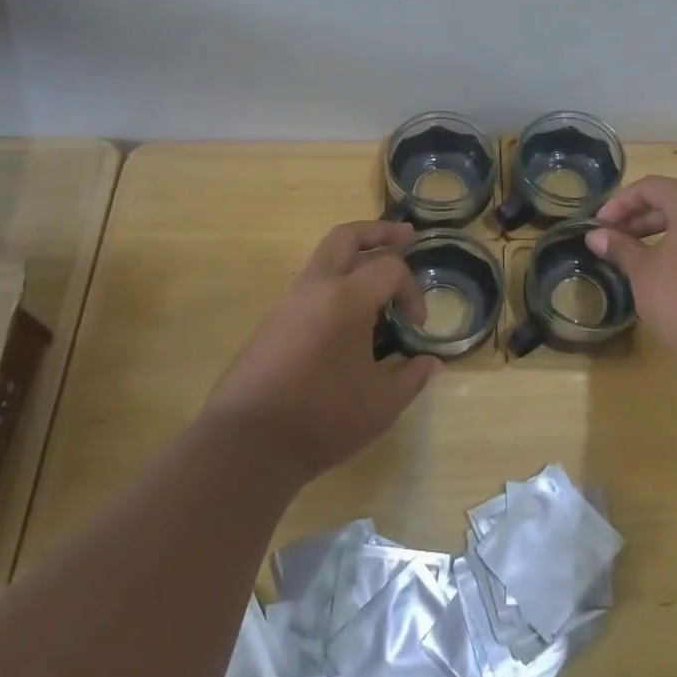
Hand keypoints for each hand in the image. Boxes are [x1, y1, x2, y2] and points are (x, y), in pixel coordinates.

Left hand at [202, 221, 439, 481]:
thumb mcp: (381, 404)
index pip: (389, 267)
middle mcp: (315, 288)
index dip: (412, 290)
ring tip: (378, 277)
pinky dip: (335, 284)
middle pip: (346, 237)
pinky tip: (348, 316)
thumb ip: (411, 377)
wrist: (247, 444)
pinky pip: (310, 286)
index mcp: (346, 298)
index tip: (416, 326)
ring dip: (354, 257)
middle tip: (406, 236)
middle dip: (378, 232)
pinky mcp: (272, 323)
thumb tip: (430, 363)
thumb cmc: (322, 418)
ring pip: (324, 258)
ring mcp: (288, 303)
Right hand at [585, 176, 676, 376]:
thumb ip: (620, 248)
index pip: (653, 187)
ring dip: (663, 232)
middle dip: (641, 217)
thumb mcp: (644, 273)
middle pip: (676, 201)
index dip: (621, 202)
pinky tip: (669, 273)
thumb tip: (595, 236)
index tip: (600, 225)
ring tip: (638, 256)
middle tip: (614, 240)